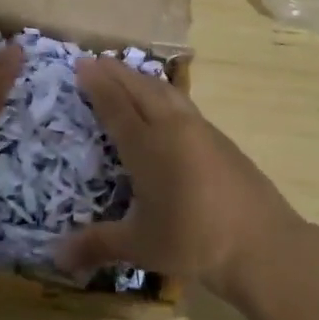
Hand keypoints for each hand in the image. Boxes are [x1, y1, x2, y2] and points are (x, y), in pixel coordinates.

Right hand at [56, 58, 300, 298]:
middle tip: (96, 61)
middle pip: (140, 90)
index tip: (82, 64)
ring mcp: (200, 130)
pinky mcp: (221, 139)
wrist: (263, 244)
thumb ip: (97, 245)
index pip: (116, 106)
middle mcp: (171, 129)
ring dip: (142, 79)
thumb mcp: (140, 246)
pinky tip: (165, 103)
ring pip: (165, 92)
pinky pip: (183, 103)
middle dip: (116, 73)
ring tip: (127, 73)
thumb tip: (56, 258)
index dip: (97, 84)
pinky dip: (164, 93)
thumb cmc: (194, 242)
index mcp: (147, 147)